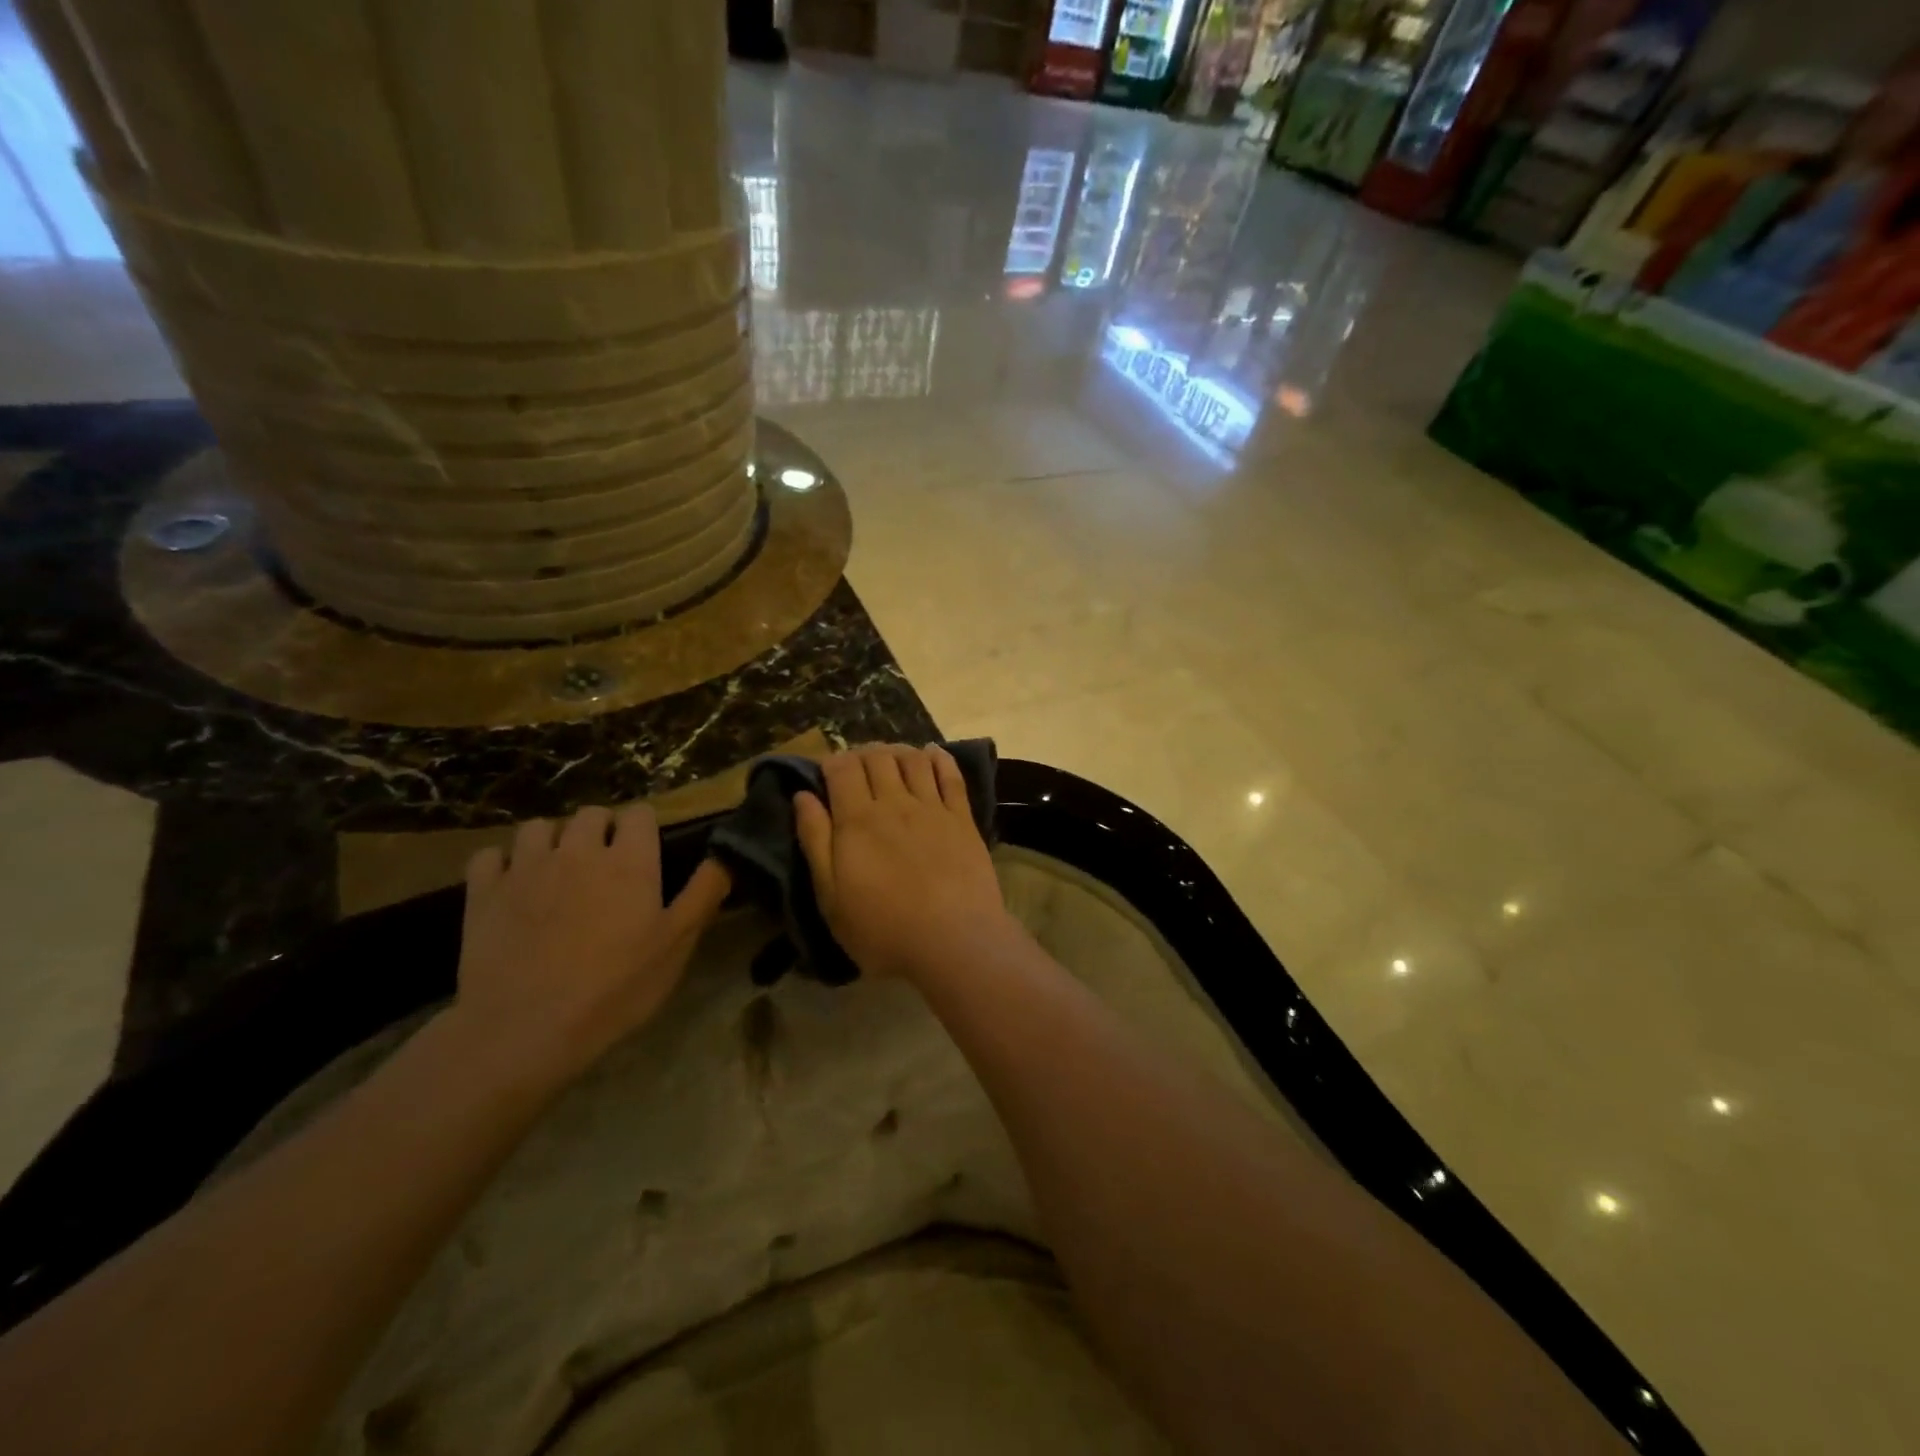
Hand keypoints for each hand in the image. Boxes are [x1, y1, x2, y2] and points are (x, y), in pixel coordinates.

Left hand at [450, 804, 731, 1082]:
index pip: (640, 812)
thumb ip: (705, 892)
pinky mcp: (483, 892)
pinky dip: (502, 864)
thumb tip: (728, 852)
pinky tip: (512, 887)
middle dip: (601, 830)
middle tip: (606, 868)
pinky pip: (490, 856)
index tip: (646, 855)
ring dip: (553, 841)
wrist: (525, 1029)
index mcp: (629, 860)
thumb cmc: (615, 988)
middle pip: (591, 813)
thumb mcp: (677, 945)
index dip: (644, 829)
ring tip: (558, 872)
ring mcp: (526, 867)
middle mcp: (578, 849)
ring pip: (539, 827)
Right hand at [794, 745, 1013, 981]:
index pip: (842, 769)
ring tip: (889, 758)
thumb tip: (802, 796)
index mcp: (857, 820)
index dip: (832, 762)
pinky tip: (931, 754)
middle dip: (862, 754)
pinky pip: (951, 775)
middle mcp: (895, 803)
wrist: (954, 941)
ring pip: (912, 759)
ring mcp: (933, 807)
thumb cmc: (883, 929)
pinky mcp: (963, 818)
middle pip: (877, 758)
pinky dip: (938, 757)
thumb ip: (816, 841)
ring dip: (897, 751)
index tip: (826, 772)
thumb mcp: (831, 897)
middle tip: (856, 767)